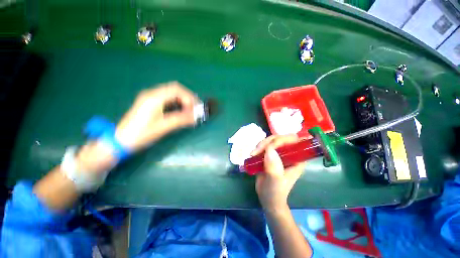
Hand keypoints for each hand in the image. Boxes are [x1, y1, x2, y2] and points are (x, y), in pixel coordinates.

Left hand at [115, 82, 199, 150]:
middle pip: (175, 89)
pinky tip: (180, 111)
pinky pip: (167, 98)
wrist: (121, 140)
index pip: (177, 90)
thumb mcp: (164, 126)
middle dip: (187, 98)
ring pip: (171, 93)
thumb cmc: (142, 134)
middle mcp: (152, 93)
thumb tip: (196, 116)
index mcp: (154, 97)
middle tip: (195, 108)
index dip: (189, 98)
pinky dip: (177, 103)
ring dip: (183, 100)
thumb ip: (181, 119)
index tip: (195, 109)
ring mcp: (150, 97)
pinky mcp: (150, 103)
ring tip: (190, 110)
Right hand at [251, 135, 305, 212]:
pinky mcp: (270, 155)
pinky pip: (264, 146)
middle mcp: (289, 153)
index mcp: (297, 159)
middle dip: (268, 142)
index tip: (270, 146)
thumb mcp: (275, 181)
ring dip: (261, 145)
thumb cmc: (275, 192)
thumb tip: (269, 150)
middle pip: (280, 138)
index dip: (283, 139)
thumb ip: (273, 167)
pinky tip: (253, 154)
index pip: (294, 141)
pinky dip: (258, 148)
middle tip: (257, 151)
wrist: (267, 198)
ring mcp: (279, 153)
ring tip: (253, 154)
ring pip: (271, 140)